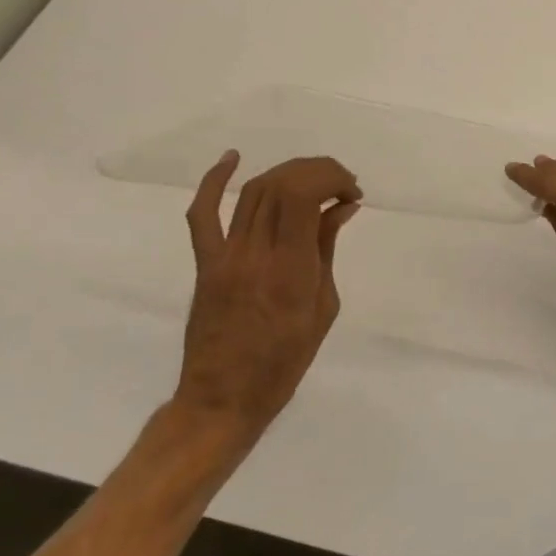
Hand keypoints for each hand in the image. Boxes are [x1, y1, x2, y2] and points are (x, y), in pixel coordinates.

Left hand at [174, 151, 361, 445]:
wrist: (224, 397)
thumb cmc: (286, 360)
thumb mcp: (323, 305)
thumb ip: (326, 250)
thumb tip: (341, 208)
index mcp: (290, 269)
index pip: (302, 195)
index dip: (331, 178)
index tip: (352, 193)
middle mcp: (254, 254)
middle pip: (280, 185)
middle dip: (318, 171)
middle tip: (341, 185)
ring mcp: (225, 256)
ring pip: (252, 191)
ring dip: (288, 174)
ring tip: (314, 181)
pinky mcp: (206, 263)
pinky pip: (203, 214)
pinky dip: (214, 181)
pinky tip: (233, 158)